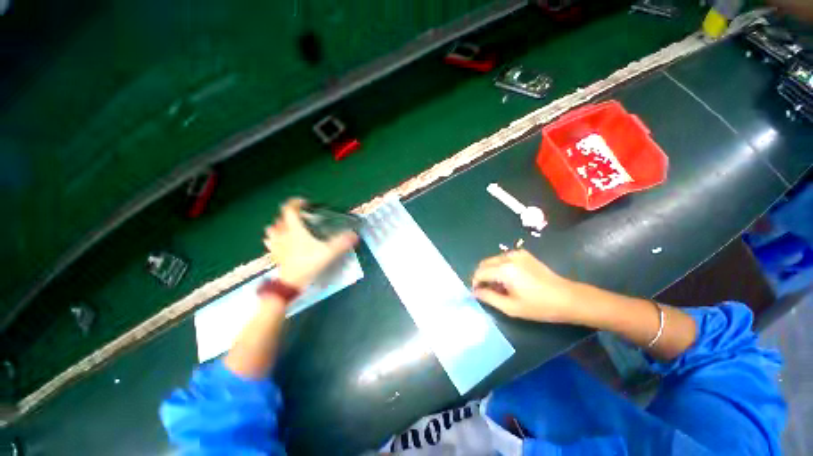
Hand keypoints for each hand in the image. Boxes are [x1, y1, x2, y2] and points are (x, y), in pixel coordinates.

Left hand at [263, 198, 357, 288]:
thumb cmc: (308, 263)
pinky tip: (280, 241)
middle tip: (300, 217)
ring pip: (272, 229)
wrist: (291, 282)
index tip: (304, 202)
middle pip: (280, 218)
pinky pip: (269, 241)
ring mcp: (275, 244)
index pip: (289, 209)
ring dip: (279, 226)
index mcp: (294, 229)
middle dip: (289, 214)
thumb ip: (342, 242)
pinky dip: (273, 238)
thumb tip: (354, 235)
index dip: (295, 203)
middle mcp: (282, 233)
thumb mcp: (329, 252)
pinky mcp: (273, 254)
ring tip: (289, 228)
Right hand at [471, 250, 579, 323]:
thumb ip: (489, 297)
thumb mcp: (511, 307)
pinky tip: (509, 279)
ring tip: (499, 287)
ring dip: (490, 271)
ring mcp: (517, 253)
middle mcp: (508, 257)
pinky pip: (503, 258)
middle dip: (481, 276)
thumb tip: (474, 292)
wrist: (568, 298)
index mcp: (504, 269)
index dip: (475, 283)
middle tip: (487, 291)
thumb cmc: (539, 306)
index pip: (480, 272)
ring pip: (493, 260)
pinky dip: (500, 267)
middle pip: (484, 263)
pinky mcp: (524, 254)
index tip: (477, 294)